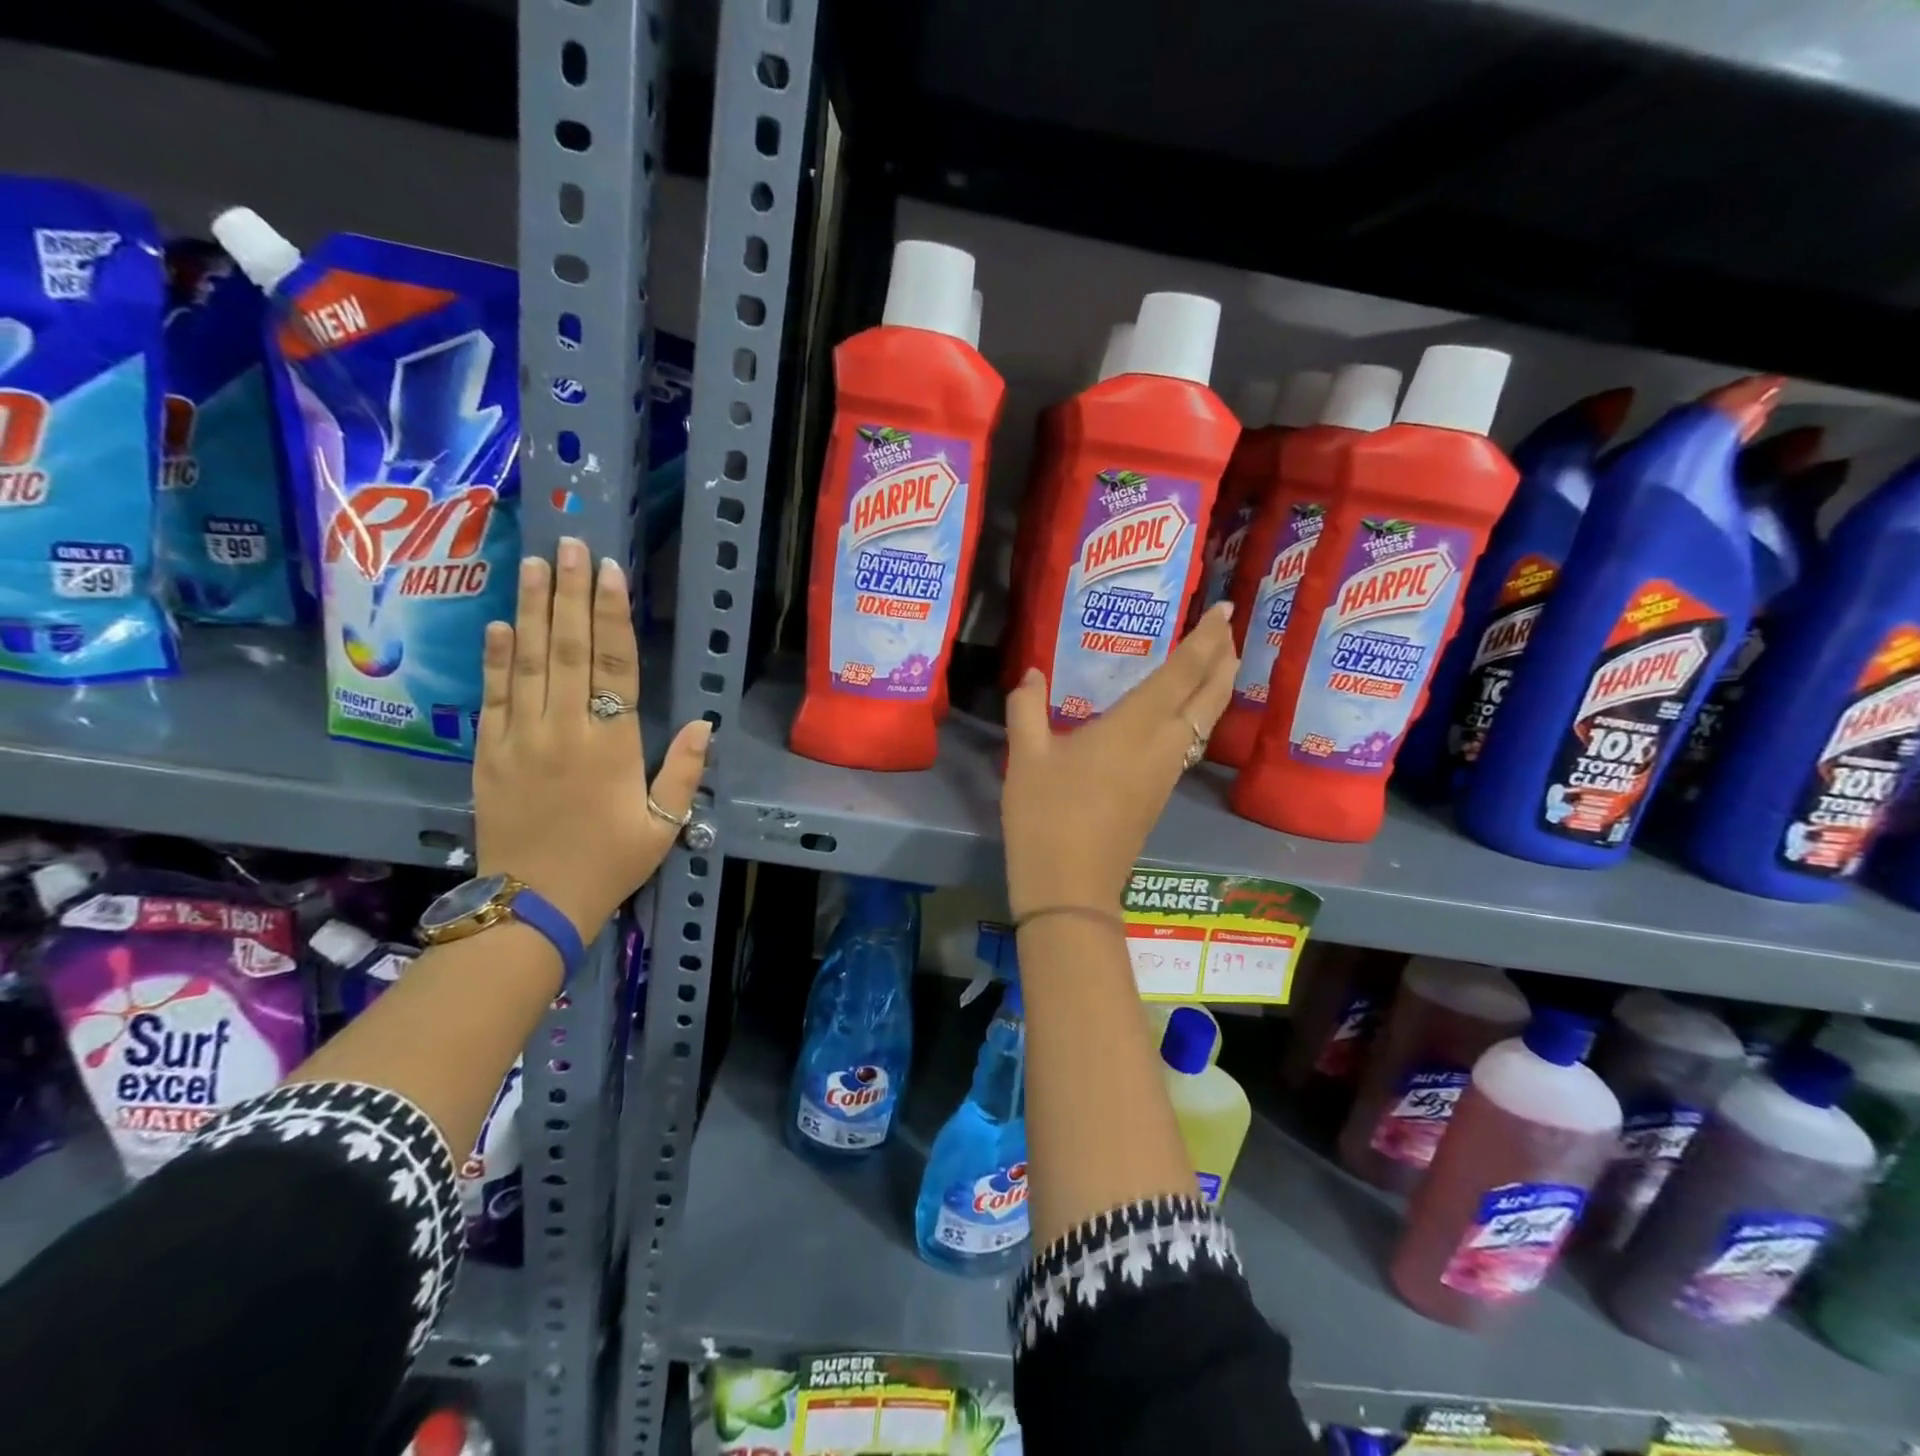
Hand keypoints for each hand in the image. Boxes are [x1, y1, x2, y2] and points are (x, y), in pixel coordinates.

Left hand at [473, 537, 710, 938]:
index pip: (615, 666)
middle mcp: (564, 729)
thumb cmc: (608, 863)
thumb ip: (684, 771)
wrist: (532, 904)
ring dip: (533, 609)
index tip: (609, 572)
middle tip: (569, 544)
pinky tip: (501, 623)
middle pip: (569, 649)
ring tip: (536, 564)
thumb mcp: (664, 824)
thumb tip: (702, 722)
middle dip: (570, 593)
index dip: (613, 616)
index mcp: (611, 745)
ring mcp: (520, 738)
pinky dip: (497, 657)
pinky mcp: (489, 753)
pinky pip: (493, 695)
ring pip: (528, 661)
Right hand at [1001, 601, 1237, 917]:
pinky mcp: (1160, 794)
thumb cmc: (1046, 815)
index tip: (1224, 610)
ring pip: (1205, 720)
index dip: (1207, 638)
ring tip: (1211, 663)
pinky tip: (1177, 714)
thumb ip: (1027, 708)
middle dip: (1223, 659)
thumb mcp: (1026, 757)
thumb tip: (1031, 674)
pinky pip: (1191, 741)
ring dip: (1215, 687)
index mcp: (1136, 726)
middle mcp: (1164, 744)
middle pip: (1210, 695)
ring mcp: (1166, 773)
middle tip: (1225, 630)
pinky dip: (1197, 714)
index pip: (1184, 671)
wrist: (1070, 887)